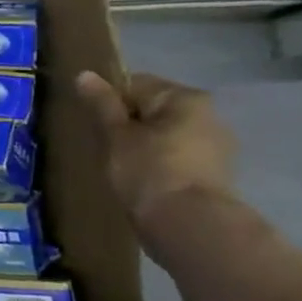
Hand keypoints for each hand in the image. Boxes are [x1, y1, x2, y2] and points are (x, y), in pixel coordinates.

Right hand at [75, 71, 237, 228]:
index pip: (136, 84)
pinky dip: (159, 165)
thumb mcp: (116, 135)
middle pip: (154, 110)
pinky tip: (143, 183)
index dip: (109, 102)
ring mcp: (216, 147)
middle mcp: (208, 115)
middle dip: (128, 125)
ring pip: (166, 136)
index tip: (94, 125)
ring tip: (122, 169)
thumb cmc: (148, 171)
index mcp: (185, 98)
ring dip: (144, 146)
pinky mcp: (215, 175)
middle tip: (105, 147)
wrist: (188, 226)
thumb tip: (85, 74)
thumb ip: (102, 104)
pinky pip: (178, 159)